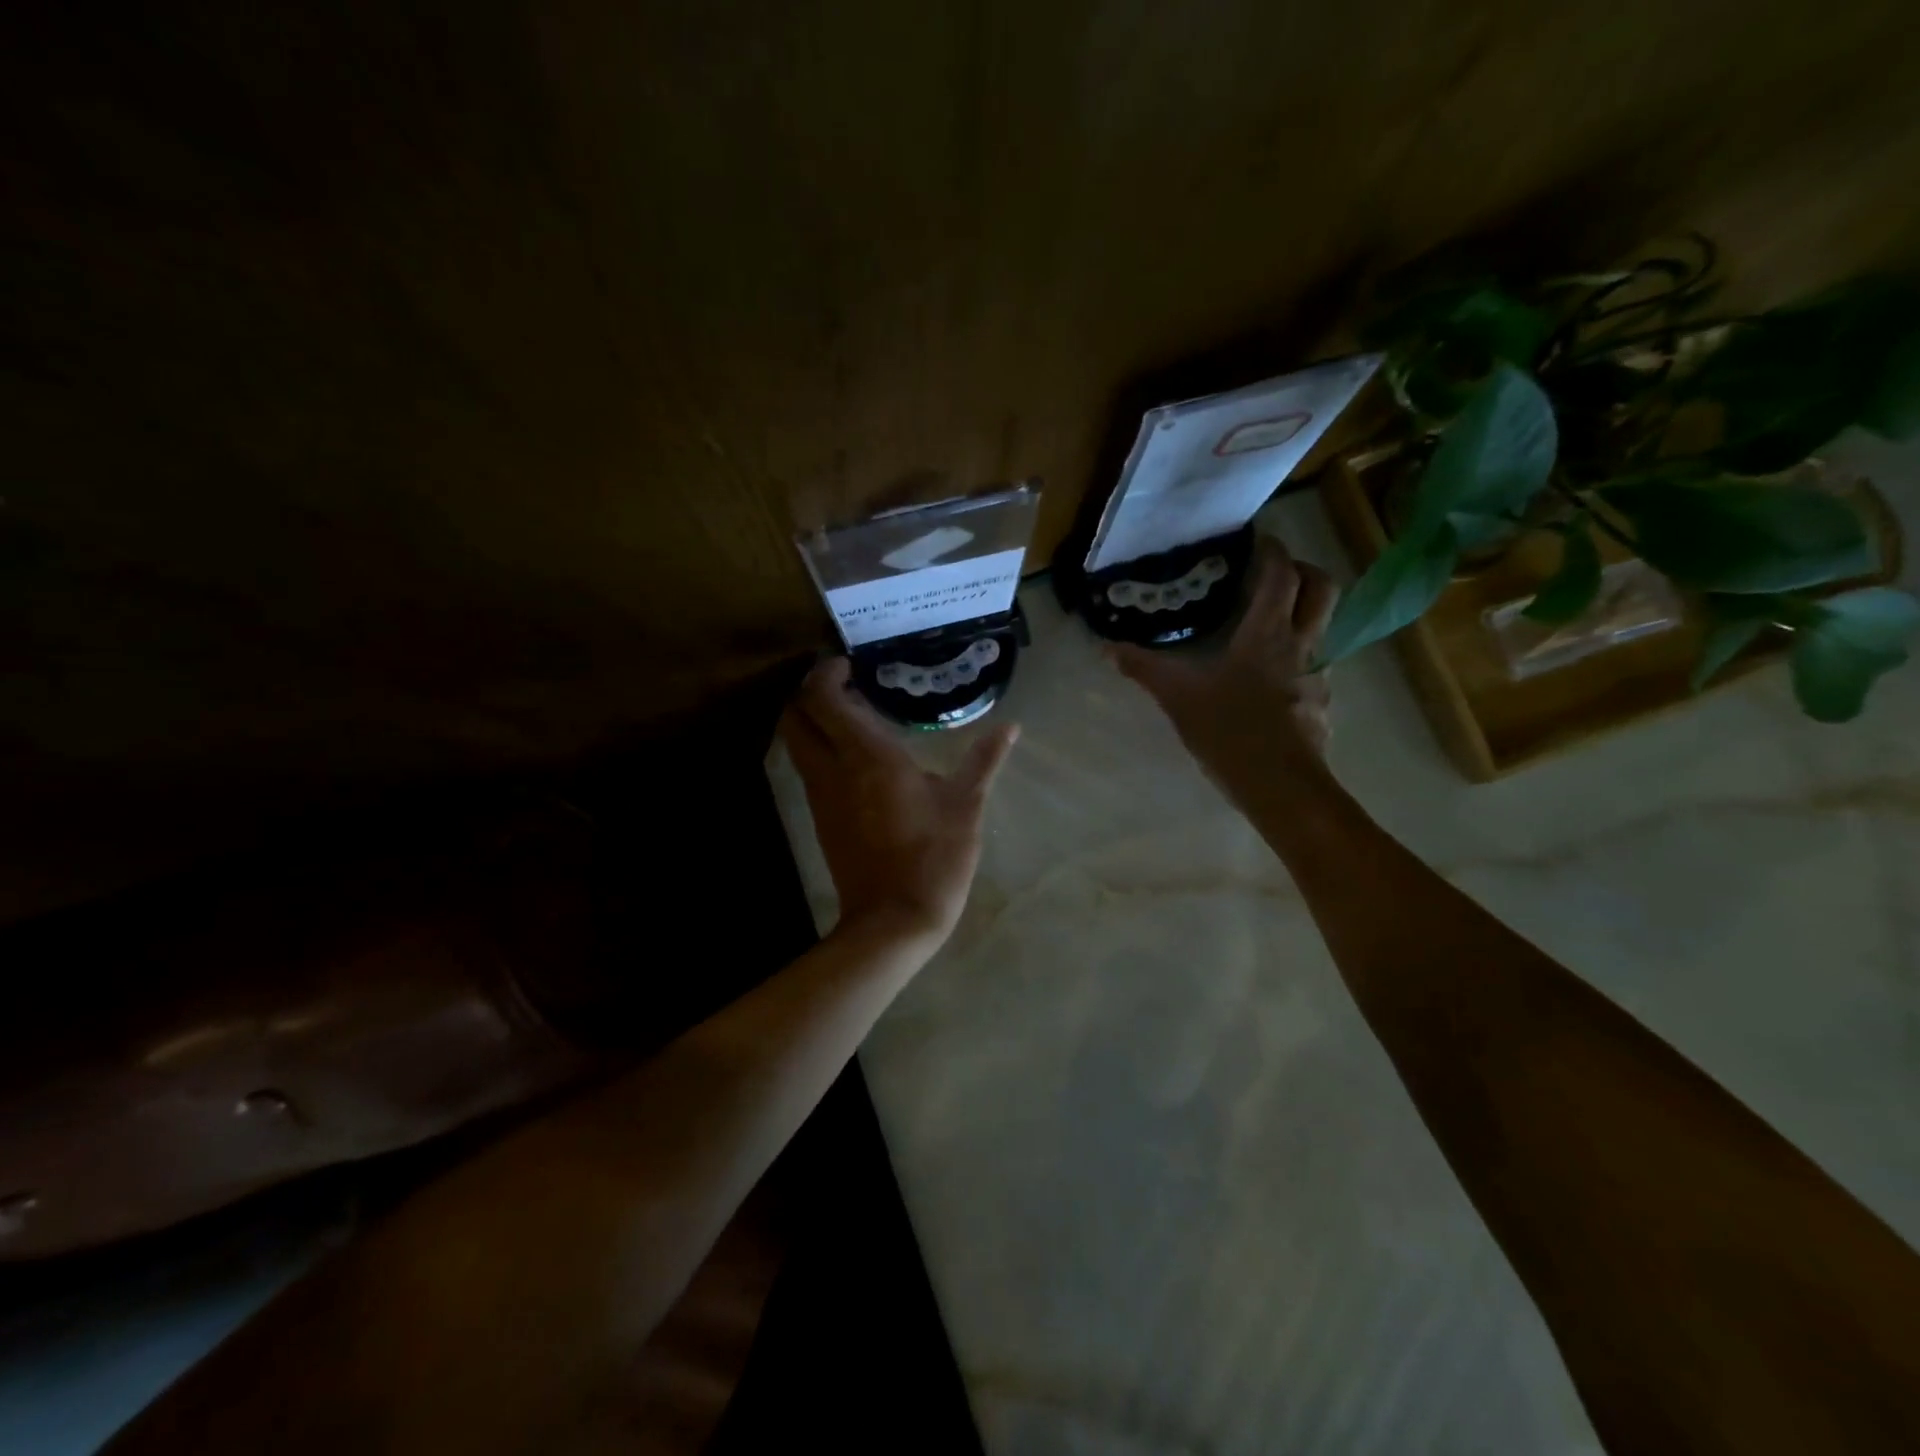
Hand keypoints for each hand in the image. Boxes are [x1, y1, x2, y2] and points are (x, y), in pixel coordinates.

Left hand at [780, 658, 1018, 945]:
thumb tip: (1011, 727)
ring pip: (795, 743)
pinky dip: (818, 747)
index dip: (826, 673)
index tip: (850, 665)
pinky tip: (853, 755)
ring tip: (850, 715)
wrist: (894, 920)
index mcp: (868, 756)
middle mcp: (833, 768)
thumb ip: (984, 761)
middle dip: (808, 692)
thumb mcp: (966, 806)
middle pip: (794, 716)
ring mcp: (821, 796)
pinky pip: (807, 767)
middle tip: (844, 686)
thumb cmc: (935, 857)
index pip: (822, 698)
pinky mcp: (821, 818)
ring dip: (811, 720)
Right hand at [1109, 534, 1336, 800]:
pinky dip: (1298, 655)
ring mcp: (1318, 672)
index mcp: (1267, 632)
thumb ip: (1144, 668)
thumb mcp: (1178, 697)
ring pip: (1324, 624)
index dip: (1272, 550)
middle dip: (1303, 569)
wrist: (1279, 784)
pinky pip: (1316, 663)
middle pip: (1322, 586)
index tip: (1256, 540)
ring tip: (1270, 623)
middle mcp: (1301, 643)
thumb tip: (1107, 648)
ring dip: (1305, 612)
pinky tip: (1271, 676)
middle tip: (1274, 574)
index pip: (1281, 573)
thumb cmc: (1230, 730)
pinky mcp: (1320, 701)